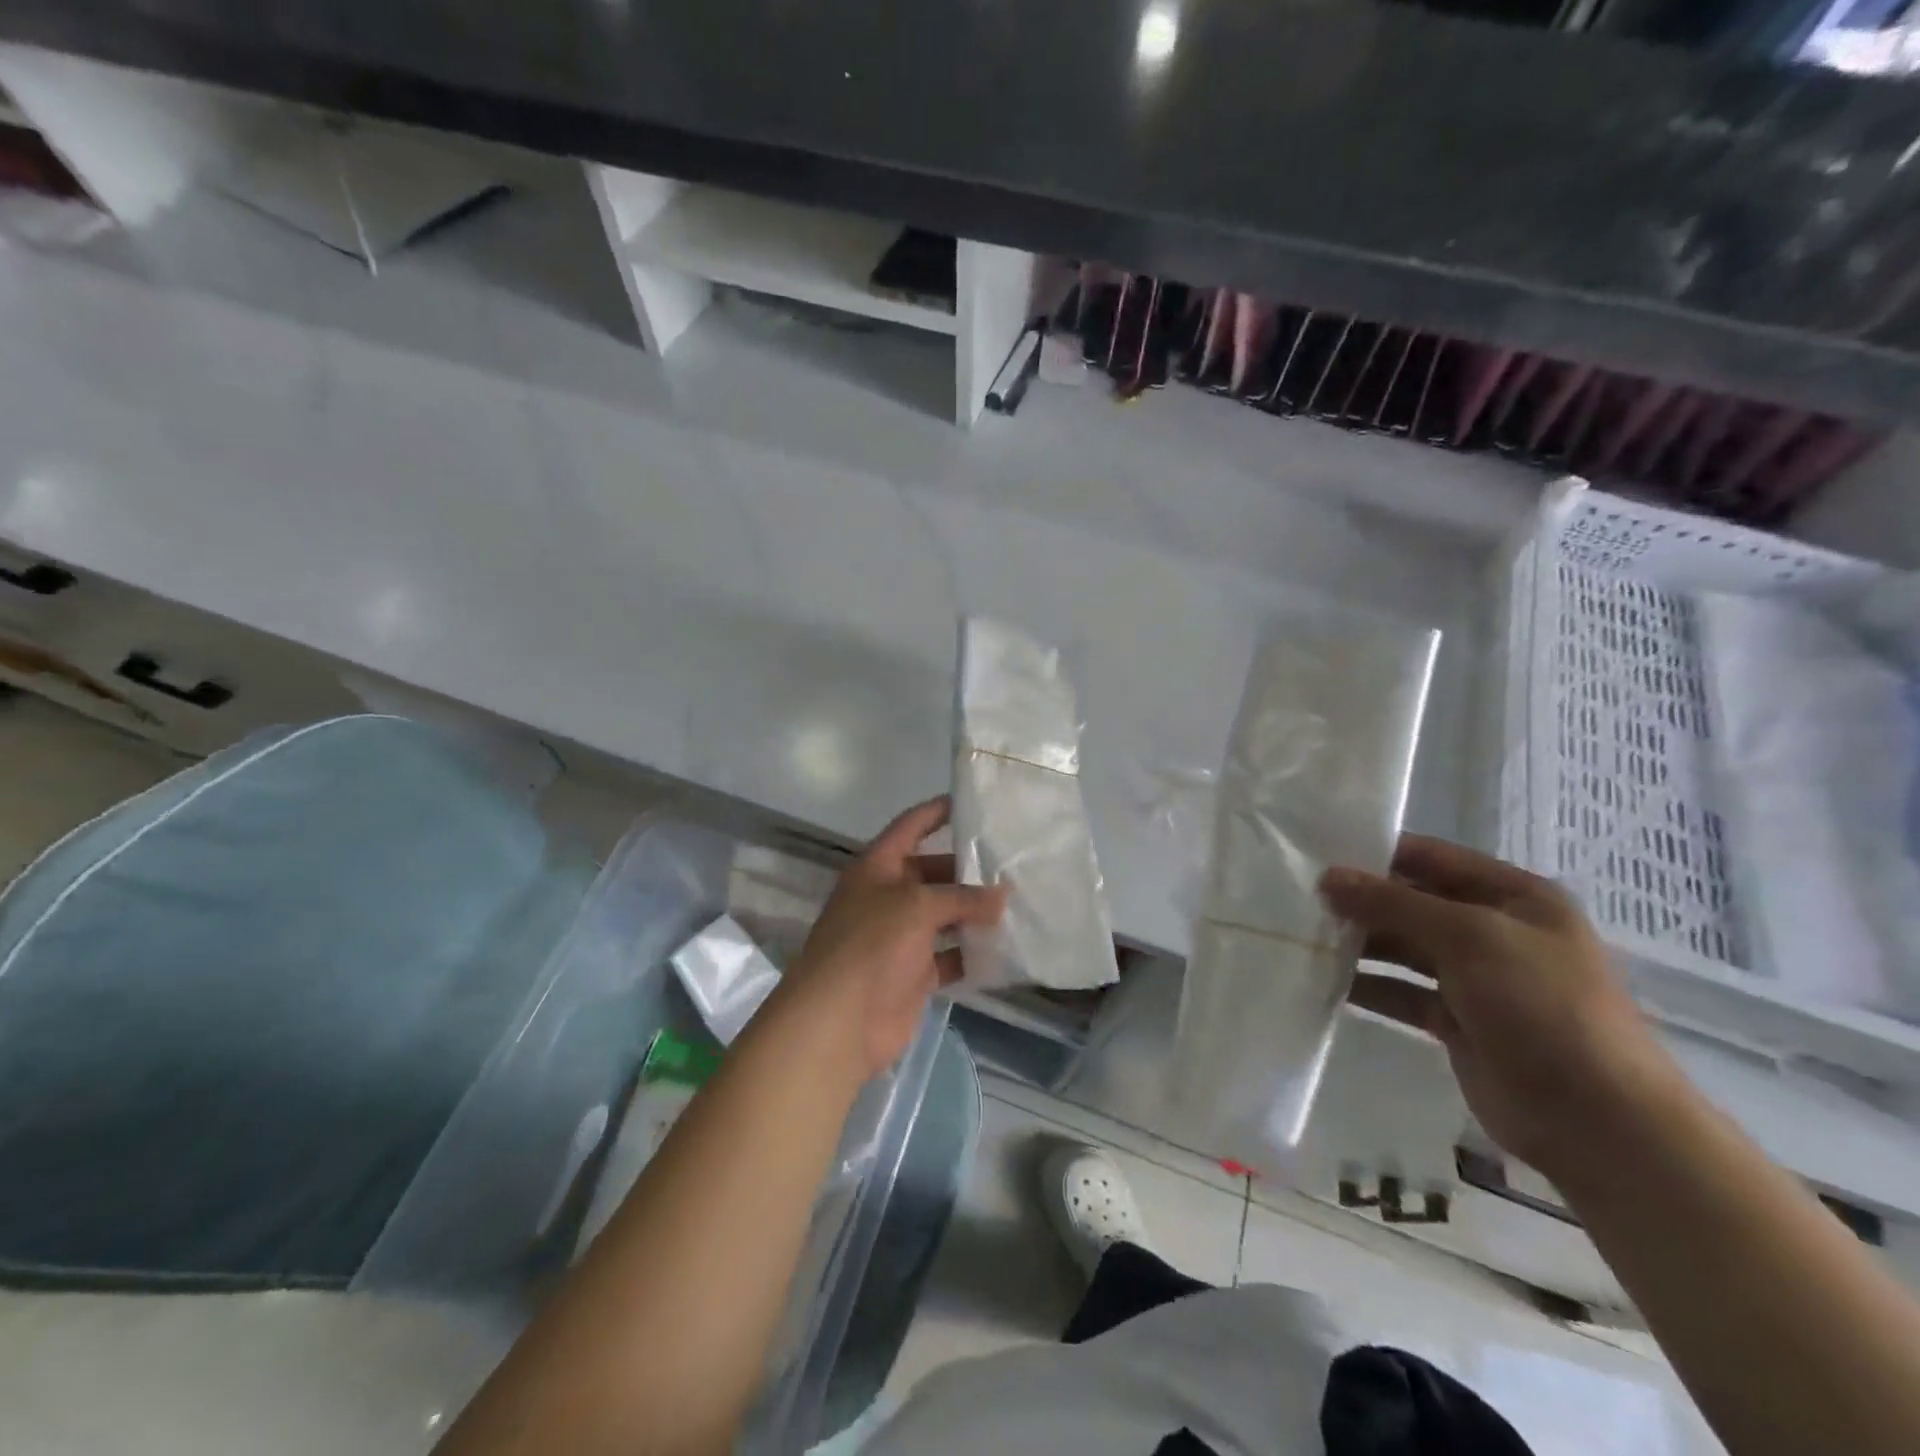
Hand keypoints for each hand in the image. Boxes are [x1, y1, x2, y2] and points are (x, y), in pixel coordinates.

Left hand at [775, 796, 1008, 1080]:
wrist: (839, 1021)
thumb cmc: (872, 945)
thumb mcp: (918, 906)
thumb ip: (963, 897)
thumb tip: (1003, 894)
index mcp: (877, 867)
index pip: (910, 827)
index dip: (938, 812)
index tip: (975, 803)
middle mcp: (888, 896)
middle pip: (933, 872)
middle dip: (968, 871)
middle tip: (1013, 864)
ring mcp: (900, 937)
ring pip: (945, 916)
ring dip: (975, 913)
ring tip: (1019, 902)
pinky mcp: (913, 973)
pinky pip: (950, 955)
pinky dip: (973, 953)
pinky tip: (1006, 947)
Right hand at [1320, 835, 1681, 1179]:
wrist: (1597, 1121)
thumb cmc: (1543, 1007)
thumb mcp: (1468, 938)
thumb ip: (1393, 904)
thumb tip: (1328, 877)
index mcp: (1514, 897)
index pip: (1432, 858)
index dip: (1377, 853)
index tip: (1317, 853)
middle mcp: (1494, 930)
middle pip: (1413, 903)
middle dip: (1361, 901)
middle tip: (1298, 898)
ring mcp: (1476, 978)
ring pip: (1403, 948)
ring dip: (1359, 943)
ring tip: (1303, 936)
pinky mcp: (1457, 1021)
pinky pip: (1401, 991)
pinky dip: (1367, 986)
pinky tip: (1325, 982)